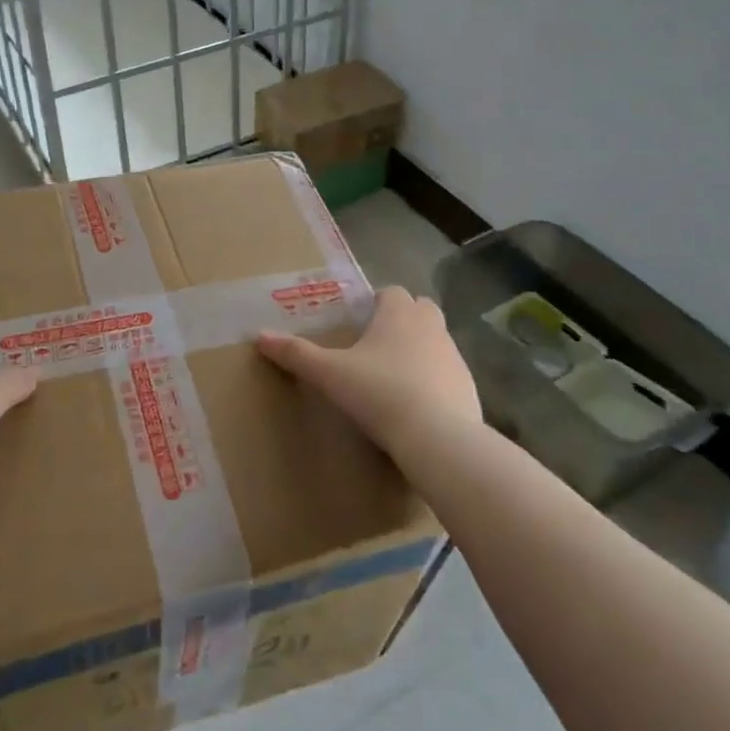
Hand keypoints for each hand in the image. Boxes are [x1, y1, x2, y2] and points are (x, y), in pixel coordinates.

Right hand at [257, 285, 481, 468]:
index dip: (377, 303)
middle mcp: (431, 326)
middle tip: (377, 346)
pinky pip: (449, 374)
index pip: (392, 292)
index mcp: (399, 314)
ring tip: (395, 378)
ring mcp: (454, 357)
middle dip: (403, 320)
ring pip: (436, 341)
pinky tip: (417, 406)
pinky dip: (435, 381)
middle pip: (420, 310)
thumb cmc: (379, 393)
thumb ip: (296, 354)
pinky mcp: (469, 387)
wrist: (437, 438)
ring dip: (420, 350)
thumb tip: (259, 336)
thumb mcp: (330, 374)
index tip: (361, 323)